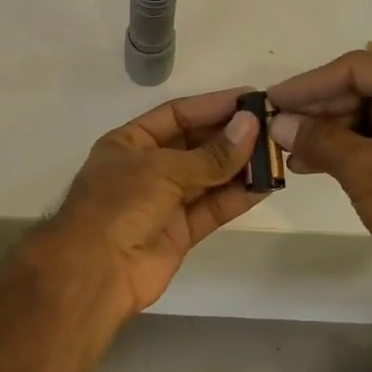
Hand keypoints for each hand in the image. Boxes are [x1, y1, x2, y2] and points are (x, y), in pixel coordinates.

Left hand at [37, 87, 267, 314]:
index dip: (213, 106)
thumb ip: (211, 154)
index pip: (176, 115)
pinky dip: (237, 197)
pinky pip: (213, 209)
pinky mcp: (180, 232)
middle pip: (196, 145)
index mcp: (130, 143)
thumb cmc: (118, 205)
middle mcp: (147, 169)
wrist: (95, 272)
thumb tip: (251, 125)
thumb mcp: (162, 170)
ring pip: (208, 178)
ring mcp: (164, 202)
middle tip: (273, 127)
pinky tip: (265, 185)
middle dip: (231, 137)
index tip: (251, 99)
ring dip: (240, 167)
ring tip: (276, 154)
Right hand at [268, 46, 371, 287]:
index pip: (359, 69)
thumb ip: (317, 139)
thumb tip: (277, 122)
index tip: (274, 99)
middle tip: (280, 127)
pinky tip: (317, 162)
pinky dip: (357, 146)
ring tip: (292, 151)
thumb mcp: (363, 170)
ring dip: (334, 132)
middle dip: (320, 112)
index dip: (309, 84)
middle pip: (368, 89)